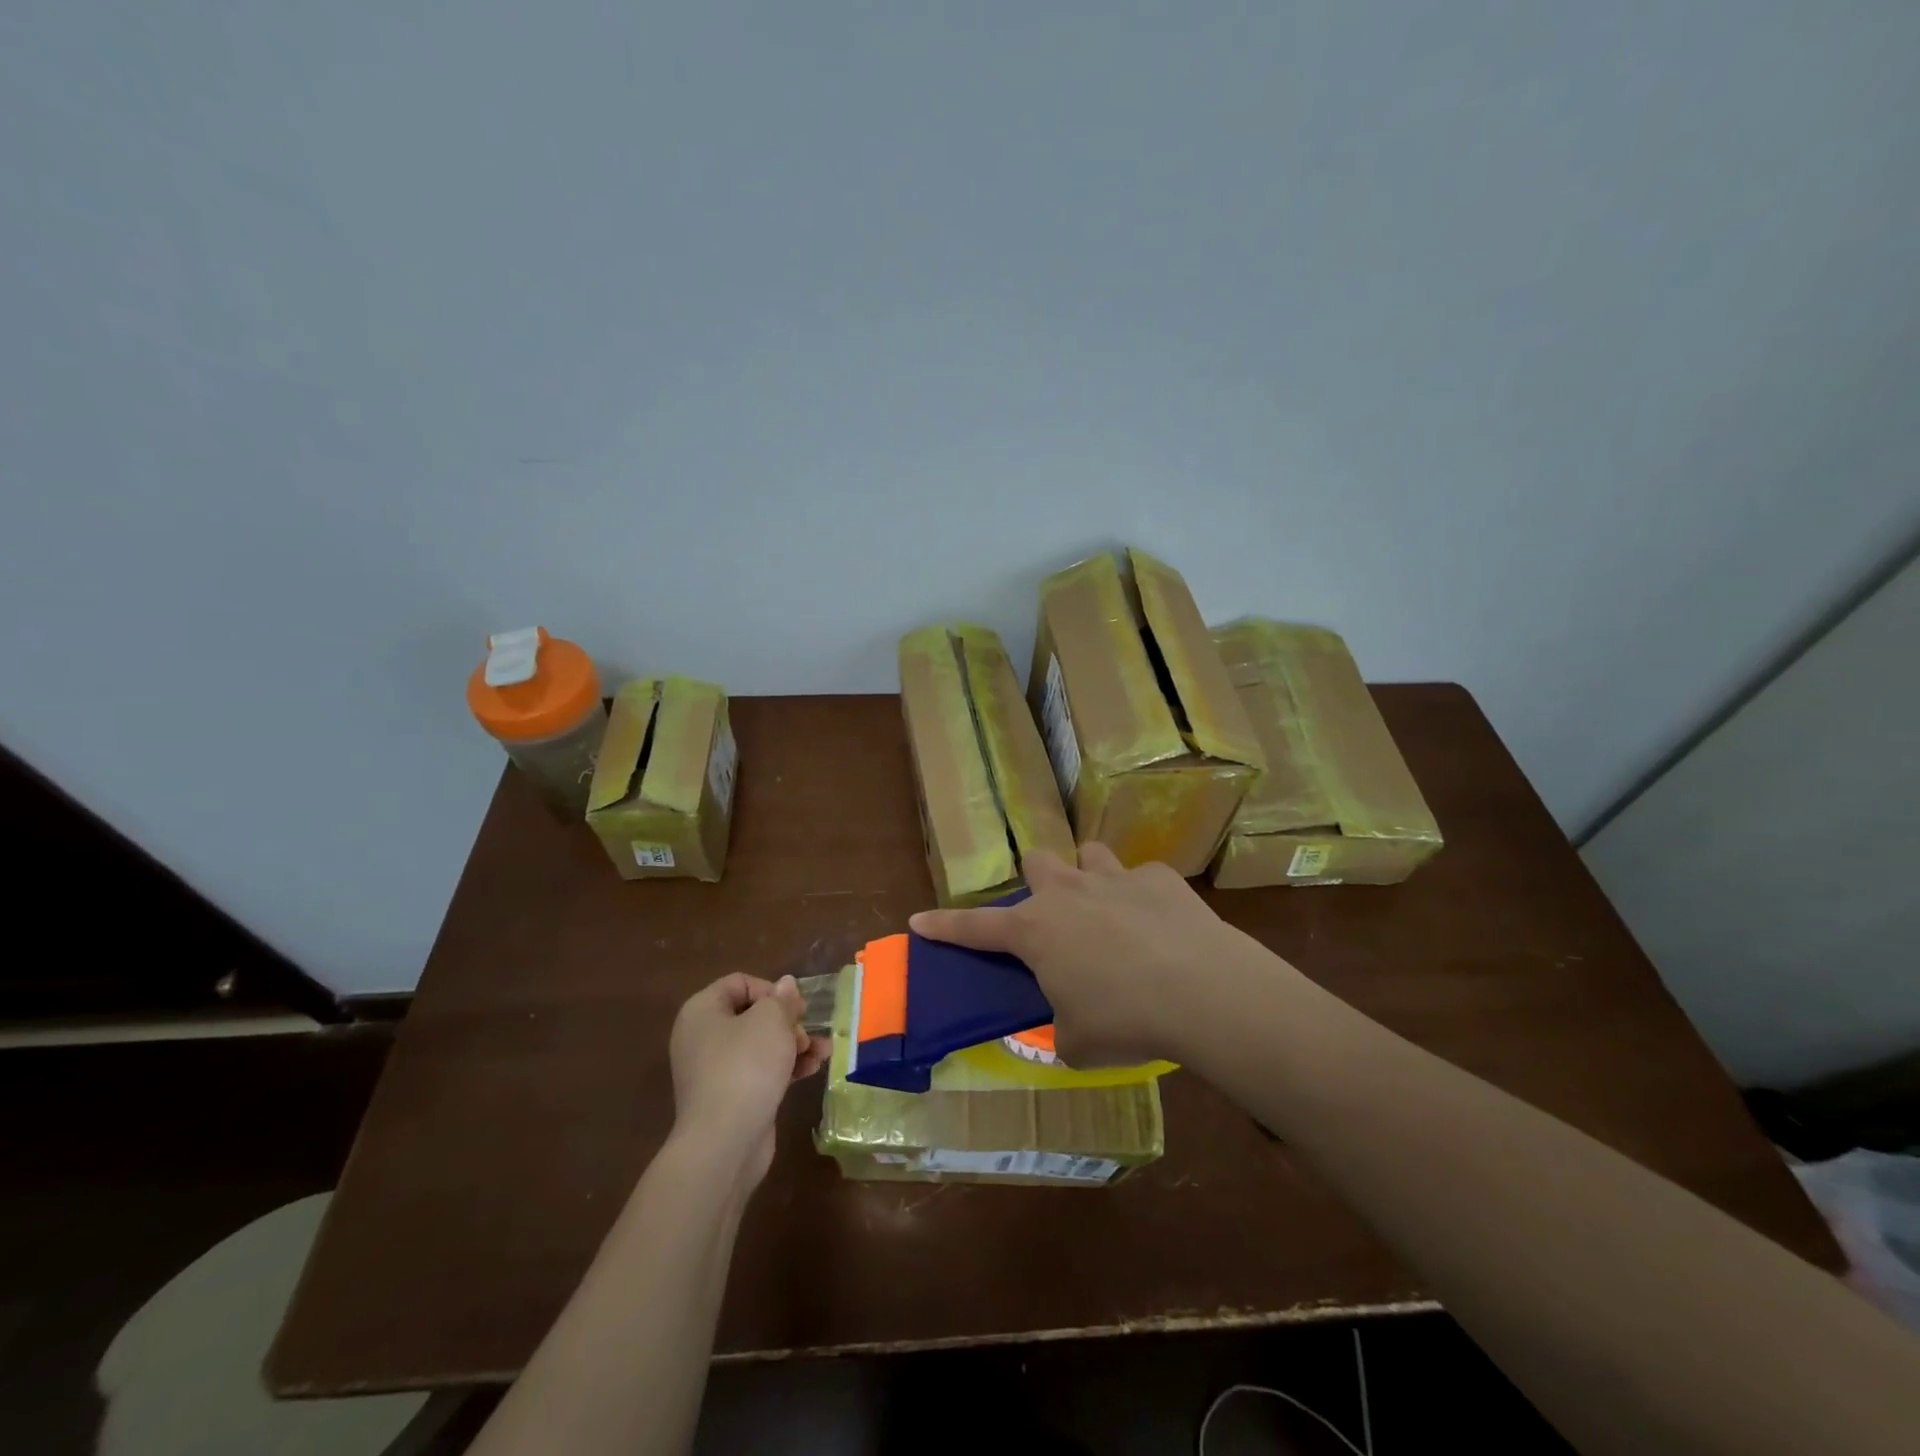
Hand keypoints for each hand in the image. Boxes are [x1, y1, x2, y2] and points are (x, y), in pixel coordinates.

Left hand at [668, 974, 829, 1187]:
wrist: (724, 1143)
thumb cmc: (745, 1067)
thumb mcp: (771, 1021)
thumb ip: (782, 999)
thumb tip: (786, 985)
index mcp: (702, 1011)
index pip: (740, 983)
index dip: (771, 990)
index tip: (795, 1008)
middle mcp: (703, 1037)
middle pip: (753, 1015)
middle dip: (787, 1021)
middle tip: (805, 1034)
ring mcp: (715, 1070)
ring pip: (761, 1045)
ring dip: (794, 1044)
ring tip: (823, 1051)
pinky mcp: (731, 1097)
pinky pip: (761, 1071)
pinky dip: (786, 1067)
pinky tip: (813, 1069)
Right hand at [909, 844, 1273, 1067]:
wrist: (1203, 992)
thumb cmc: (1125, 1021)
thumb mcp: (1077, 1042)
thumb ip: (1061, 1029)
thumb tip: (1069, 1025)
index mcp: (1036, 931)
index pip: (974, 926)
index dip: (943, 925)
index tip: (919, 920)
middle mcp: (1068, 892)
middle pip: (1036, 862)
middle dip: (1039, 883)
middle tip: (1055, 915)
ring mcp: (1115, 878)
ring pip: (1088, 855)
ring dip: (1090, 878)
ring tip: (1107, 910)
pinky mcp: (1160, 878)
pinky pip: (1141, 878)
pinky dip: (1142, 898)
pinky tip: (1161, 927)